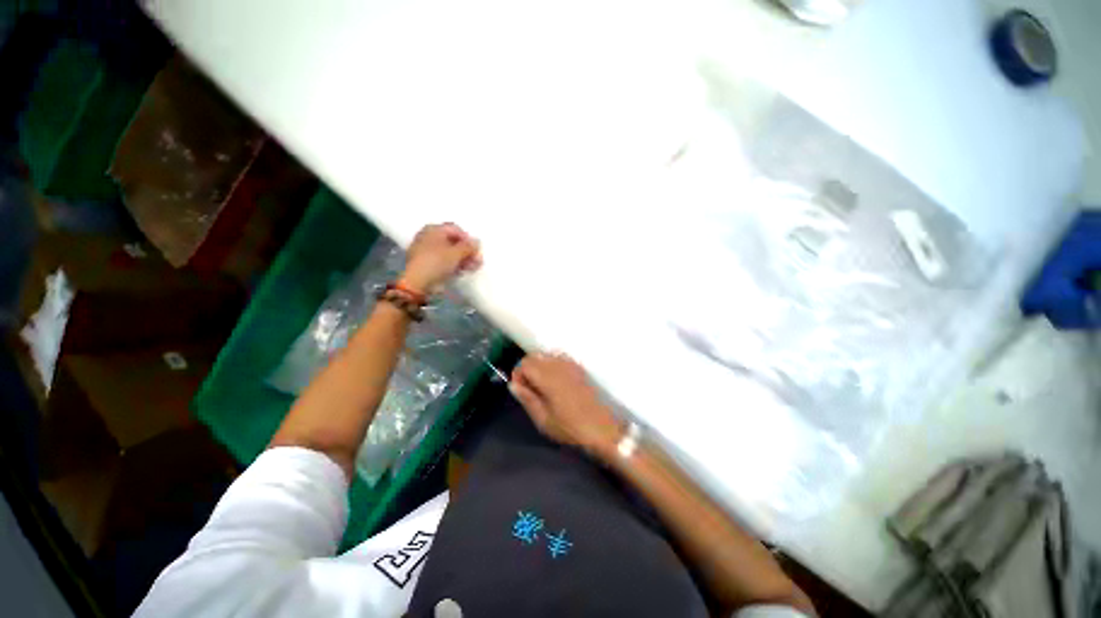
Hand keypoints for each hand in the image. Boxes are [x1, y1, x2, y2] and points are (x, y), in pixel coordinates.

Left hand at [400, 223, 482, 293]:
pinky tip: (462, 271)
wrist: (418, 282)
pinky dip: (454, 264)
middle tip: (476, 260)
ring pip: (449, 252)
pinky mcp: (427, 264)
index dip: (468, 239)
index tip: (476, 250)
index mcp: (433, 229)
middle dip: (466, 251)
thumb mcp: (456, 253)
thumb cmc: (437, 262)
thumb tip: (477, 242)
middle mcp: (428, 237)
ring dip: (462, 259)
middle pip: (453, 241)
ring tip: (472, 267)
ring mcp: (426, 251)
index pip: (456, 229)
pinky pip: (444, 261)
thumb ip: (469, 246)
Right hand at [510, 354, 622, 454]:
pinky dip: (551, 364)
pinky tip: (555, 382)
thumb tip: (513, 385)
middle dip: (526, 369)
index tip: (520, 390)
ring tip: (541, 386)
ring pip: (546, 355)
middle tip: (528, 389)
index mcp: (548, 377)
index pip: (525, 363)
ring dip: (539, 366)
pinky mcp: (578, 368)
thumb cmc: (569, 427)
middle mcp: (558, 365)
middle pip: (535, 356)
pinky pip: (559, 358)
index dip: (517, 375)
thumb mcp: (543, 419)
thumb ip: (527, 399)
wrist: (601, 428)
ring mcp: (570, 364)